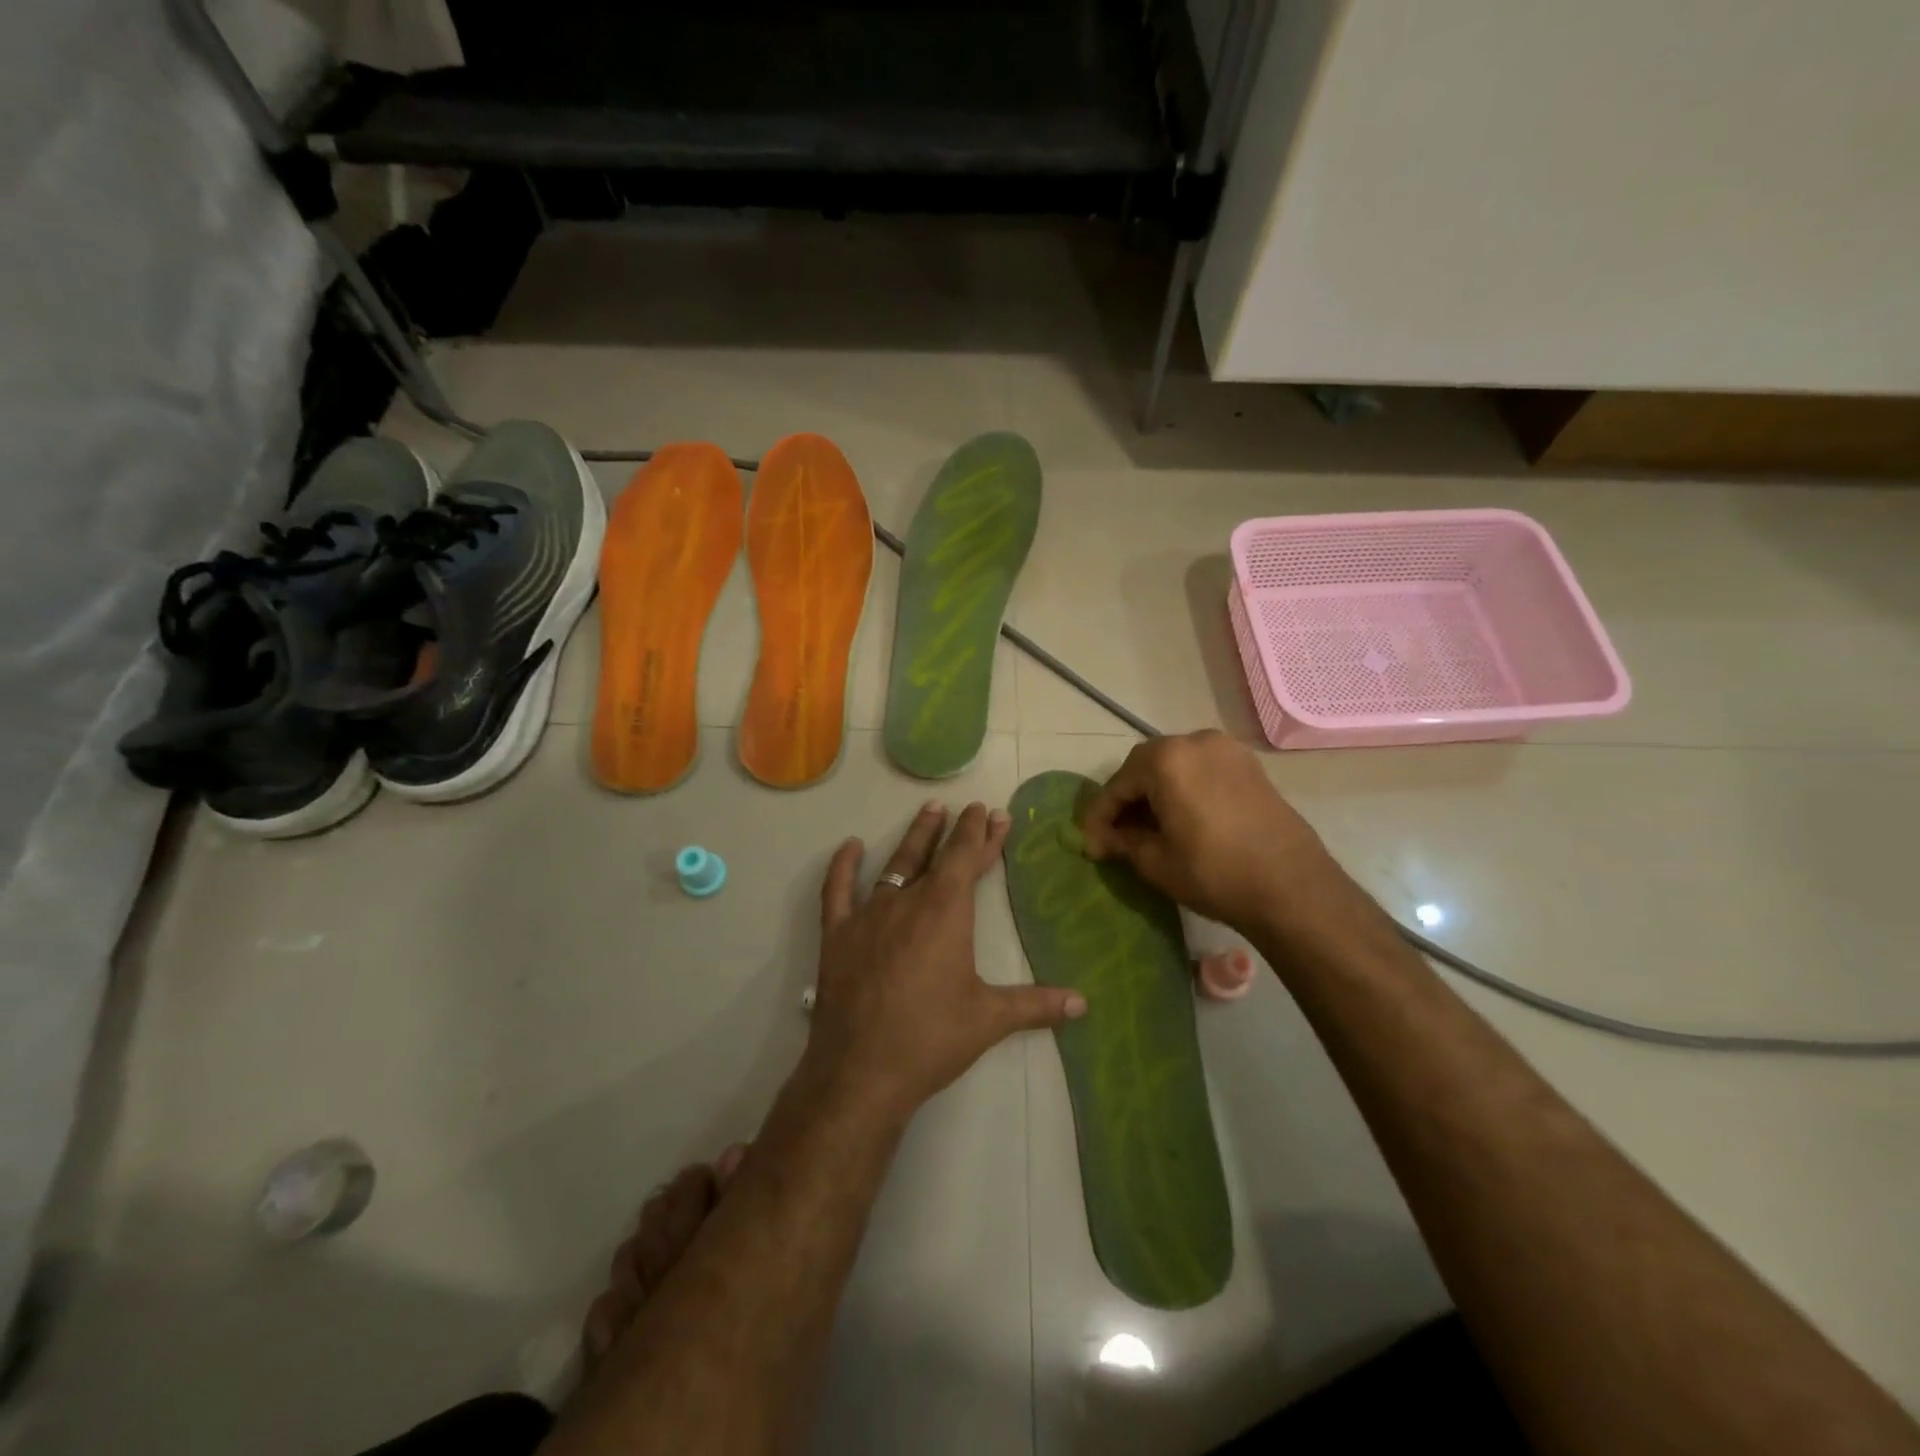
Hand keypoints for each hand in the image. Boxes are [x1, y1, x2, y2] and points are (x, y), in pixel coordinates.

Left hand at [804, 801, 1086, 1121]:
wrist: (860, 1072)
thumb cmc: (931, 1039)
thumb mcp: (989, 1019)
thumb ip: (1037, 1005)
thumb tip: (1083, 1003)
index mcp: (946, 911)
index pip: (968, 858)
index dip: (983, 834)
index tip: (994, 813)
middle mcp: (907, 901)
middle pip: (936, 855)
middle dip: (957, 830)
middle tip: (971, 809)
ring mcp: (868, 915)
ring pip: (895, 863)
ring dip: (915, 837)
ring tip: (930, 810)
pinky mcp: (838, 935)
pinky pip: (838, 891)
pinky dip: (843, 866)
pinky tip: (850, 847)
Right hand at [1080, 731, 1348, 935]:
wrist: (1293, 888)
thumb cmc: (1214, 872)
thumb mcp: (1156, 862)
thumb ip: (1122, 842)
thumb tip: (1101, 840)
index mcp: (1167, 759)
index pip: (1118, 785)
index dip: (1099, 817)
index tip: (1090, 845)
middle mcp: (1195, 741)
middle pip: (1145, 767)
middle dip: (1127, 800)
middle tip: (1116, 835)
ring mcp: (1228, 750)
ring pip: (1175, 767)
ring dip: (1156, 793)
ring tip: (1148, 828)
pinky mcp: (1250, 766)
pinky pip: (1202, 771)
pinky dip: (1184, 790)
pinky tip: (1181, 819)